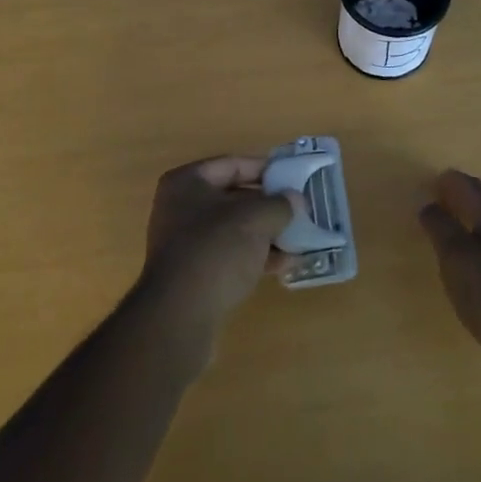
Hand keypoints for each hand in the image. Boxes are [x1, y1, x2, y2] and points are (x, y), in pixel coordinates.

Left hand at [141, 156, 296, 333]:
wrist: (180, 316)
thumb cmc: (216, 250)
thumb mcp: (256, 219)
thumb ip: (279, 205)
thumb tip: (294, 200)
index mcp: (188, 182)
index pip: (233, 165)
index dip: (266, 169)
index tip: (294, 178)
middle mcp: (181, 207)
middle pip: (234, 198)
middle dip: (269, 205)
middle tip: (300, 210)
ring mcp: (185, 242)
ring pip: (234, 229)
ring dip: (266, 234)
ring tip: (299, 240)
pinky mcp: (193, 274)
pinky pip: (230, 255)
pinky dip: (255, 256)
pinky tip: (283, 265)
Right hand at [418, 169, 480, 392]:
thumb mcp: (455, 257)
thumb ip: (440, 227)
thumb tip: (429, 204)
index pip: (470, 186)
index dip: (449, 181)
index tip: (432, 181)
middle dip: (462, 196)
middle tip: (439, 198)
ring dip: (472, 219)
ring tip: (452, 227)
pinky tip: (474, 260)